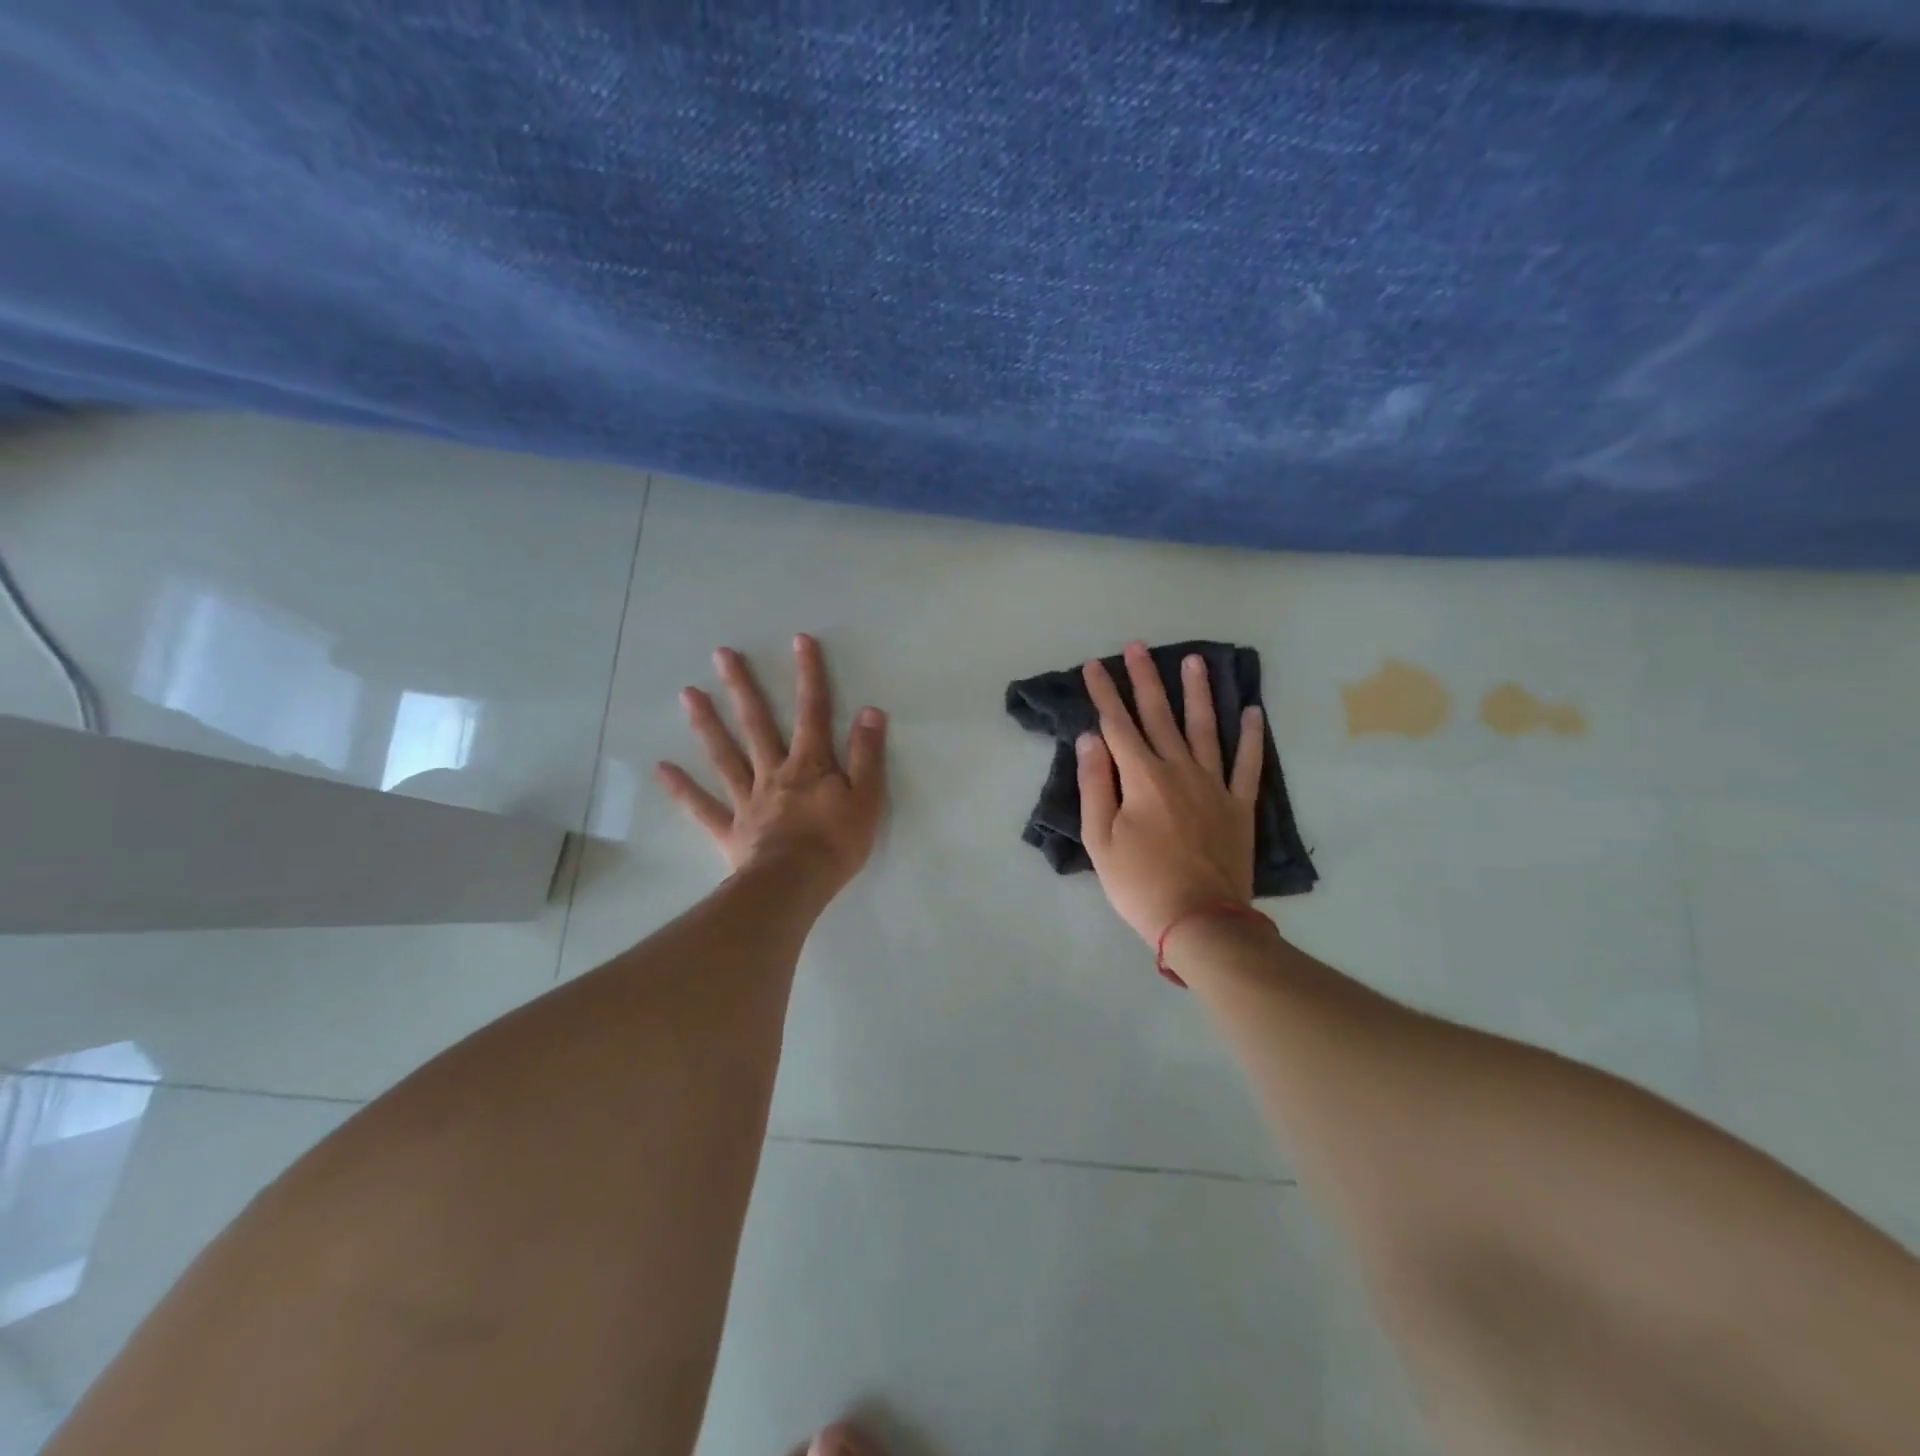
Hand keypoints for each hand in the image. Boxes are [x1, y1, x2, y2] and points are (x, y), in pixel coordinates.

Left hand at [656, 634, 886, 902]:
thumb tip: (870, 711)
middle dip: (742, 687)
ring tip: (687, 693)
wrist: (794, 886)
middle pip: (757, 724)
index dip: (808, 675)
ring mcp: (747, 800)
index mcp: (810, 765)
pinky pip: (702, 807)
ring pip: (725, 755)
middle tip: (721, 655)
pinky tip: (661, 768)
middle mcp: (774, 773)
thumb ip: (866, 755)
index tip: (799, 640)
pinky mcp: (730, 829)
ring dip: (707, 724)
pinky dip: (682, 788)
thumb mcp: (867, 798)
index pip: (813, 712)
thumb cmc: (835, 844)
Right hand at [1077, 642, 1263, 945]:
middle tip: (1138, 646)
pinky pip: (1247, 763)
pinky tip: (1253, 711)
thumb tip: (1091, 738)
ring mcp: (1213, 785)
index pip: (1117, 725)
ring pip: (1205, 728)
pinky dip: (1252, 736)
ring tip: (1195, 660)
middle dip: (1145, 679)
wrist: (1200, 920)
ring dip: (1198, 692)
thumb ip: (1095, 784)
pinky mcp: (1238, 805)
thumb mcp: (1100, 839)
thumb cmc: (1140, 883)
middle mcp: (1179, 769)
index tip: (1095, 665)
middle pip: (1159, 715)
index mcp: (1142, 777)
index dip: (1104, 693)